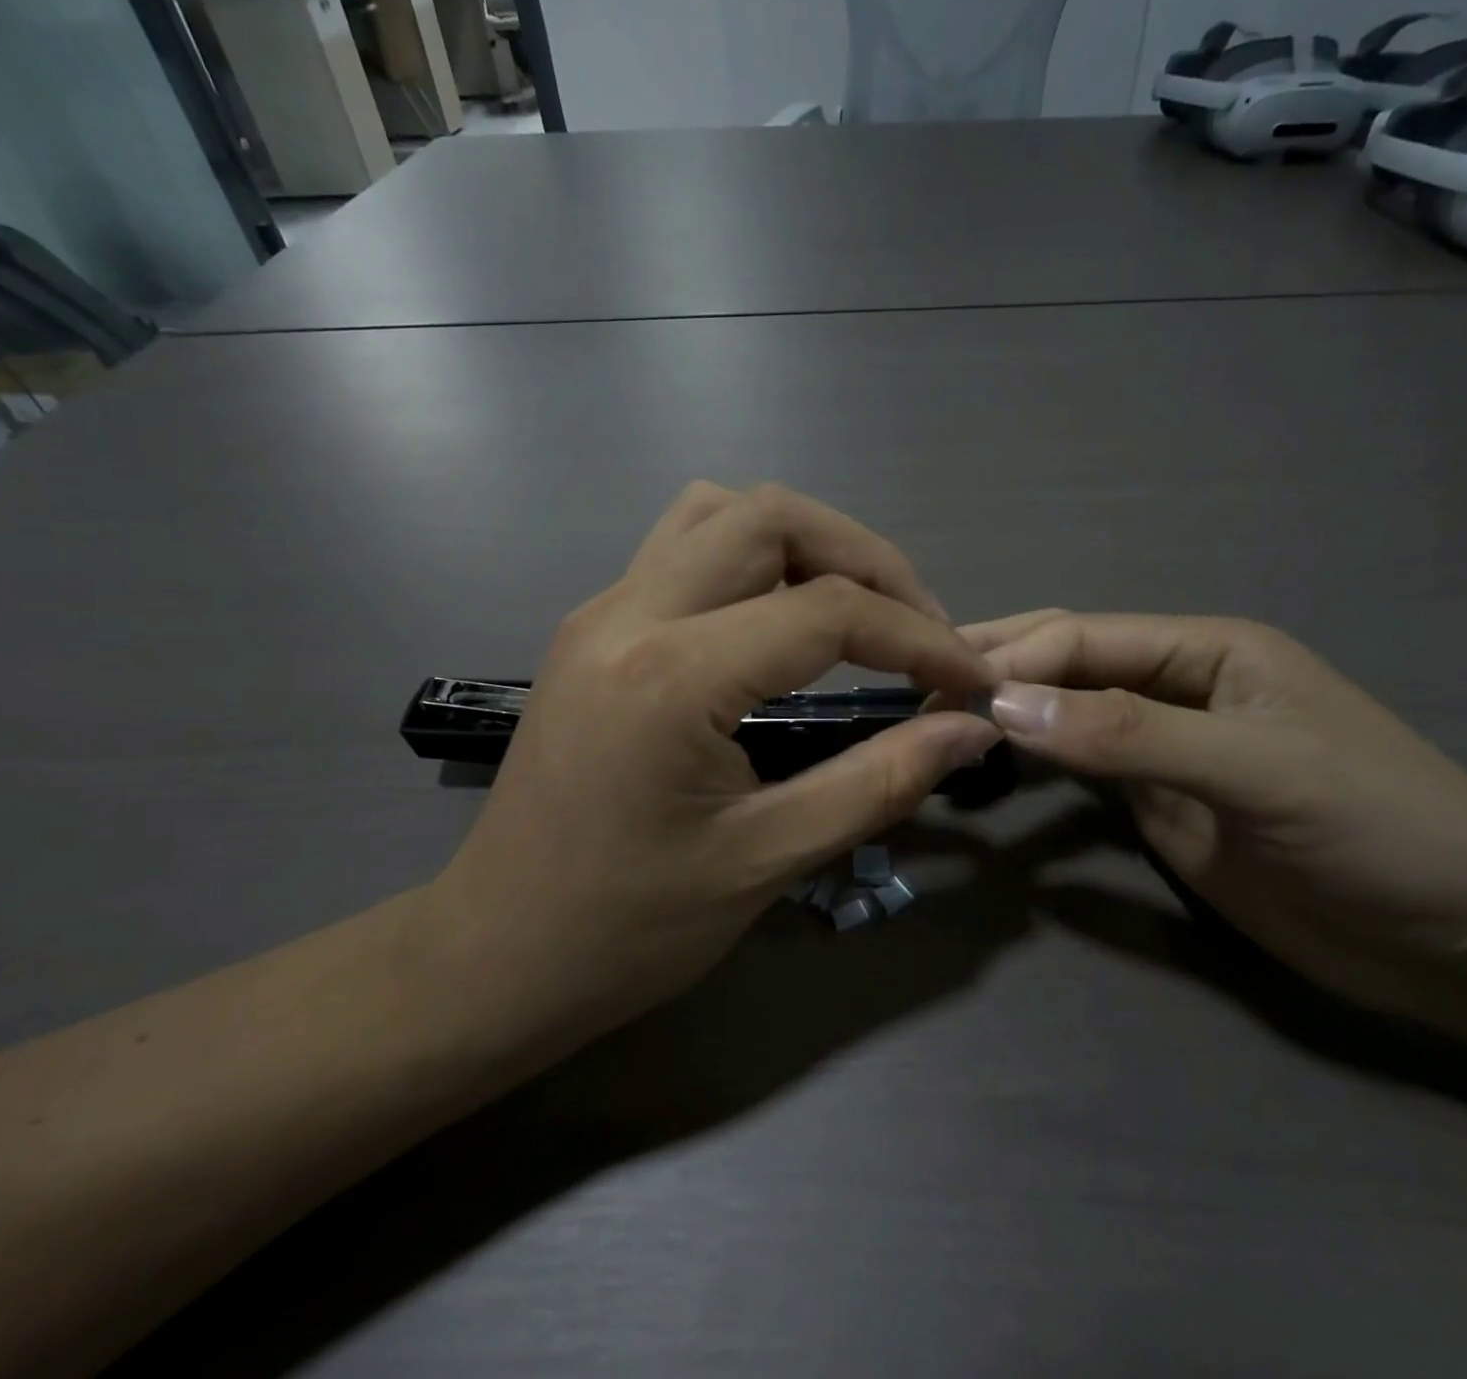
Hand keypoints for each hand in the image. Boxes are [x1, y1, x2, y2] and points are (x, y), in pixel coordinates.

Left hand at [435, 483, 1001, 1042]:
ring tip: (856, 609)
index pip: (828, 610)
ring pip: (721, 512)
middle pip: (773, 517)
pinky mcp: (593, 626)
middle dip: (867, 559)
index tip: (969, 677)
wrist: (496, 953)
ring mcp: (602, 610)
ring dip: (805, 542)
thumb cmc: (627, 929)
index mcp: (672, 676)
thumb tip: (970, 729)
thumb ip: (880, 782)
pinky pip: (684, 547)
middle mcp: (630, 613)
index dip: (919, 637)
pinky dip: (752, 558)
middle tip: (919, 627)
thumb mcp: (767, 860)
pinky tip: (779, 618)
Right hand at [969, 612, 1466, 1032]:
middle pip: (1067, 665)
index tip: (940, 687)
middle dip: (998, 672)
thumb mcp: (1257, 768)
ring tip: (933, 722)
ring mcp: (1162, 750)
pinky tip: (989, 765)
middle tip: (916, 690)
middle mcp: (1175, 687)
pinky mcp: (1158, 806)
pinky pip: (1080, 774)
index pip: (1084, 638)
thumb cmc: (1382, 829)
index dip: (1013, 658)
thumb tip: (1004, 707)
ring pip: (1066, 718)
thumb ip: (1130, 735)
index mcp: (1205, 650)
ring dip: (1007, 717)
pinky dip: (1033, 765)